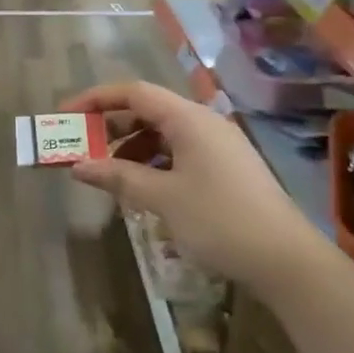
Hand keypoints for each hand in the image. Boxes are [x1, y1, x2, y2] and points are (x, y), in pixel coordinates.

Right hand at [62, 81, 328, 291]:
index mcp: (188, 119)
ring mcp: (219, 145)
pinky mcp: (227, 168)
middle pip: (149, 111)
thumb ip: (118, 176)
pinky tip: (143, 187)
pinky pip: (180, 152)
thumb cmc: (219, 220)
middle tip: (82, 147)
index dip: (96, 99)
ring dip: (132, 148)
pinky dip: (154, 163)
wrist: (286, 260)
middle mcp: (204, 123)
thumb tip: (78, 165)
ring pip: (164, 134)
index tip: (67, 115)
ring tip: (108, 173)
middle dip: (111, 126)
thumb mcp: (162, 198)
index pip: (134, 92)